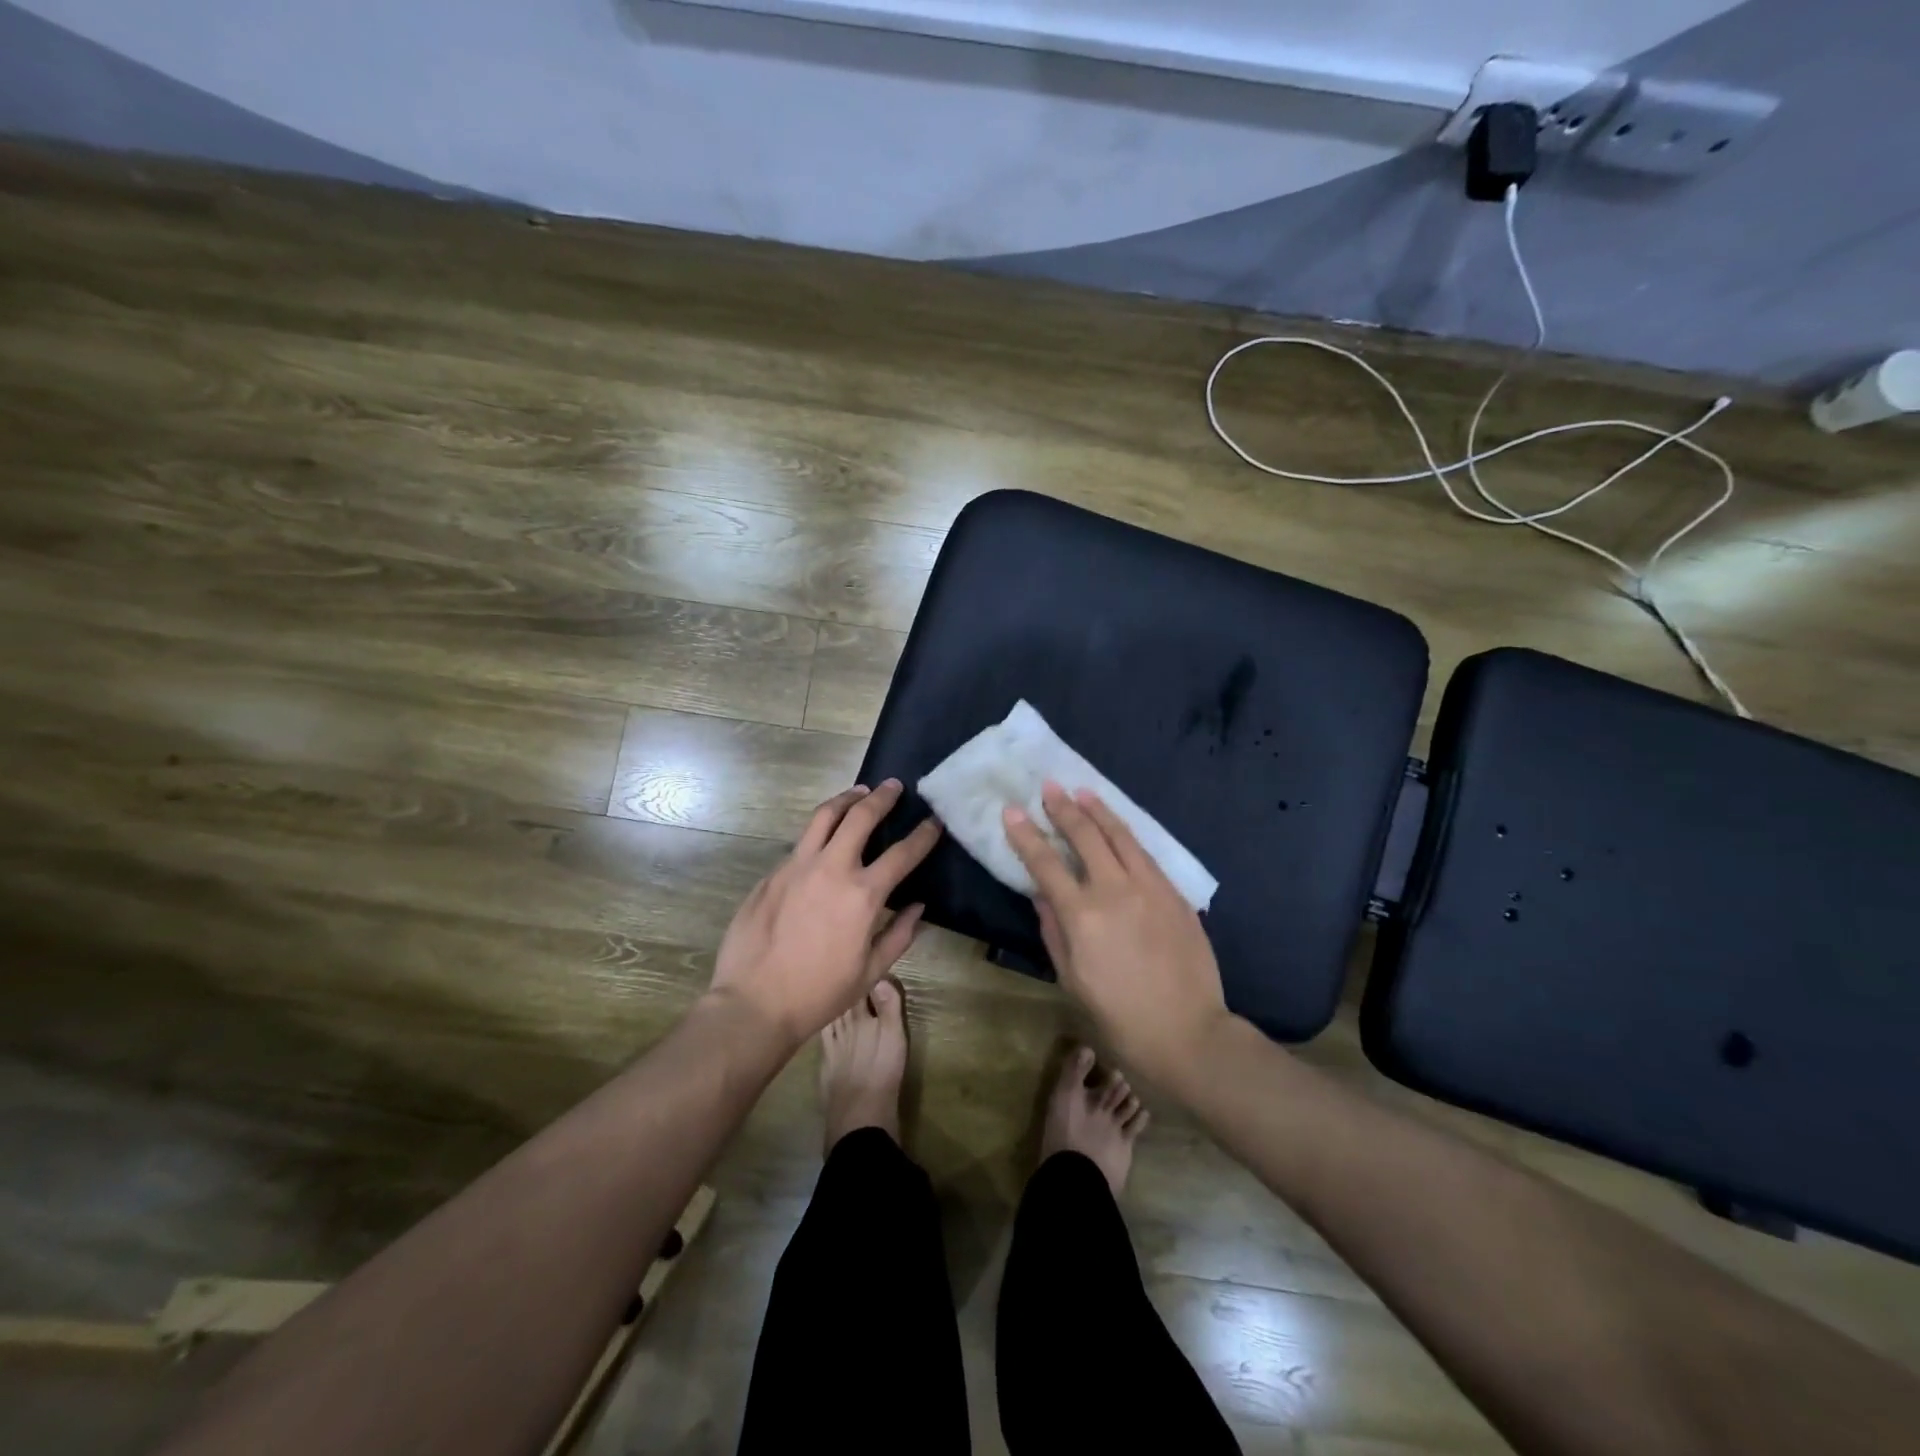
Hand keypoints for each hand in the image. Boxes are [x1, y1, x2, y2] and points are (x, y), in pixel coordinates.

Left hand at [710, 780, 940, 1046]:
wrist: (754, 1003)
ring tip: (858, 792)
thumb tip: (918, 906)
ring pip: (824, 816)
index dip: (923, 834)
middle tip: (894, 786)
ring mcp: (797, 866)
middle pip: (861, 816)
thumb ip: (899, 934)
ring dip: (846, 799)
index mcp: (863, 895)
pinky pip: (800, 843)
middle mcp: (831, 868)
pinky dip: (819, 831)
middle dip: (882, 797)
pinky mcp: (772, 873)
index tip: (934, 821)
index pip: (903, 853)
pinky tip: (823, 840)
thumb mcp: (870, 971)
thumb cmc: (819, 993)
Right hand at [1003, 784, 1230, 1089]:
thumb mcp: (1071, 980)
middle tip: (1049, 787)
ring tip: (1082, 792)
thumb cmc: (1119, 1017)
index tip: (1012, 811)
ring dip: (1099, 810)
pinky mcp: (1175, 894)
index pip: (1045, 864)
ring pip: (1120, 836)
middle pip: (1085, 836)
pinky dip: (1127, 834)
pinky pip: (1146, 854)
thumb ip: (1053, 932)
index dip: (1026, 835)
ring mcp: (1150, 888)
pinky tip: (1119, 828)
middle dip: (1063, 808)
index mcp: (1081, 916)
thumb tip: (1042, 896)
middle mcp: (1114, 891)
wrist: (1188, 1034)